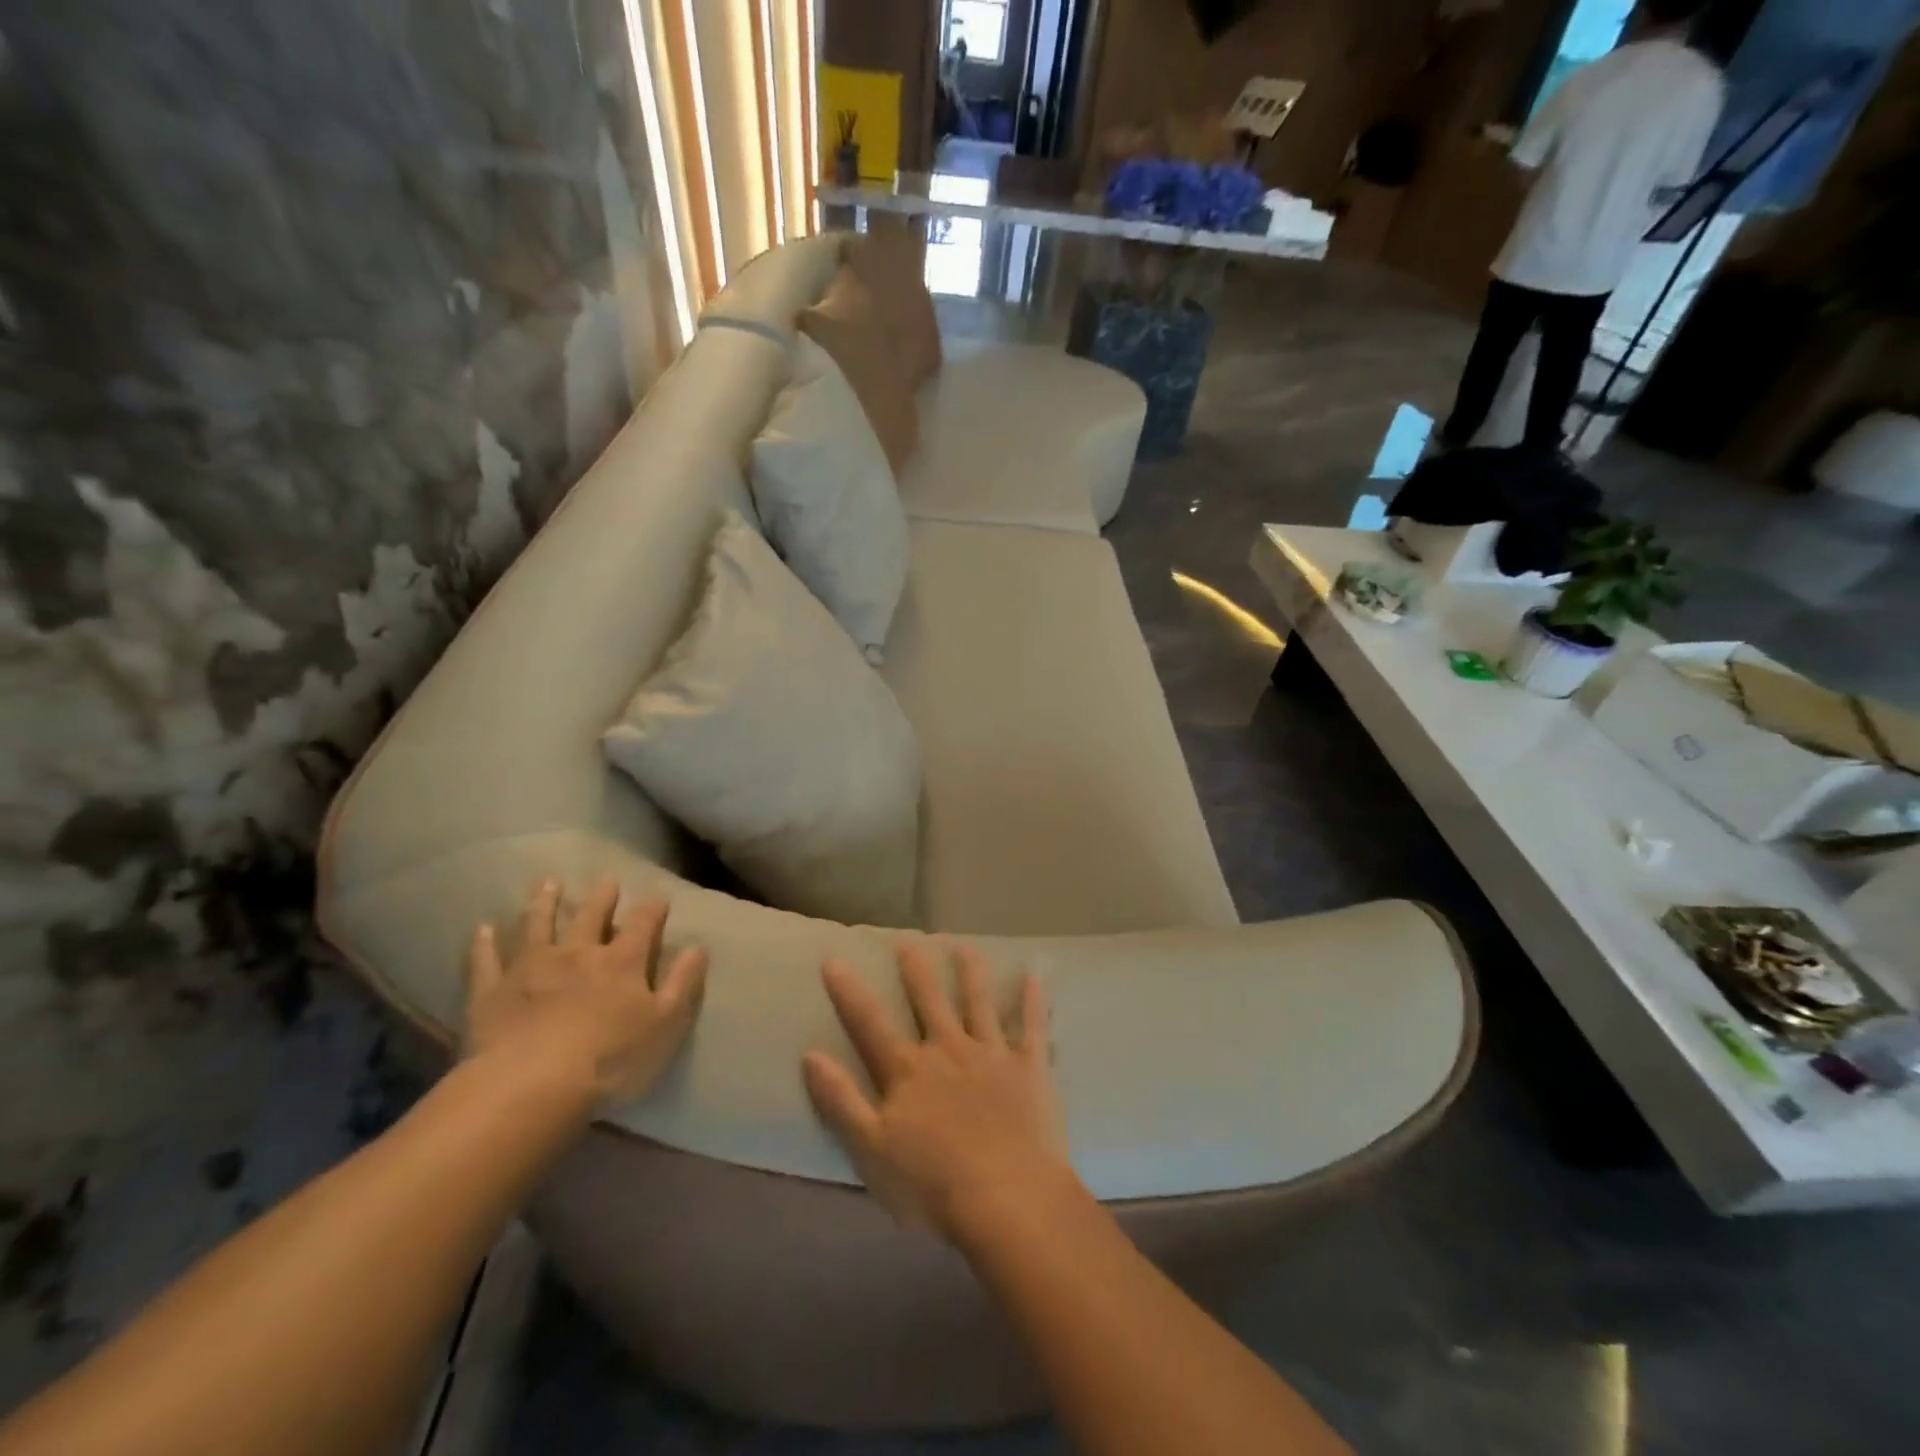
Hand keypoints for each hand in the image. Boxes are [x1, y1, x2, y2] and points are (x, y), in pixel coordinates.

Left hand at [465, 877, 707, 1105]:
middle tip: (606, 880)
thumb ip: (683, 983)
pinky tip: (483, 929)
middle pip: (590, 916)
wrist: (530, 1087)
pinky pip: (486, 960)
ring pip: (538, 925)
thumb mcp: (665, 1024)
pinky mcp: (491, 991)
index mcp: (622, 961)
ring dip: (543, 903)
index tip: (660, 899)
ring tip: (547, 883)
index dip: (653, 909)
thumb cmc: (610, 1060)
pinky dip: (484, 943)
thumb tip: (699, 946)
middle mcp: (577, 953)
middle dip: (601, 897)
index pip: (643, 923)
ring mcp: (530, 968)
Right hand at [802, 942, 1076, 1242]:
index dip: (850, 992)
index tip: (834, 959)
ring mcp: (992, 1054)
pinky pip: (1034, 1026)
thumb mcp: (871, 1151)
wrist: (1007, 1200)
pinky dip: (1035, 1000)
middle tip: (908, 940)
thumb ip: (841, 1101)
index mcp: (909, 1072)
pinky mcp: (1030, 1067)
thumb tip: (810, 1055)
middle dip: (916, 969)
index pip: (870, 1024)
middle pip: (929, 1000)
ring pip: (979, 1002)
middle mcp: (948, 1050)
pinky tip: (1035, 976)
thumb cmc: (932, 1186)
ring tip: (965, 946)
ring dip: (971, 972)